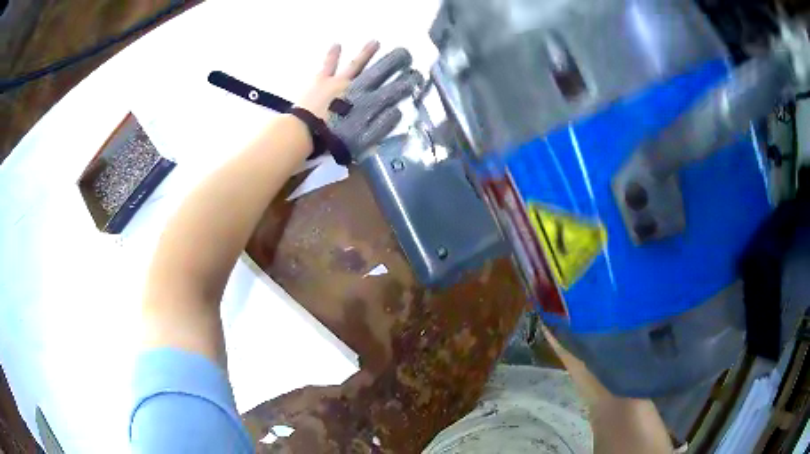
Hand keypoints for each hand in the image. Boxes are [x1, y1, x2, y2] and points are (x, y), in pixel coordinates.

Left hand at [297, 42, 423, 159]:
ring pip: (356, 64)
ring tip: (375, 41)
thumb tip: (398, 111)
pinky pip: (329, 65)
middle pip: (378, 72)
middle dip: (392, 62)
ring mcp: (338, 82)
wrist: (305, 133)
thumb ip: (382, 126)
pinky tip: (337, 44)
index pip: (392, 91)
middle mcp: (356, 88)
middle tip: (404, 52)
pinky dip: (333, 54)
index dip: (405, 83)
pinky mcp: (321, 80)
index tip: (416, 77)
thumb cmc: (335, 140)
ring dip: (366, 53)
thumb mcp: (364, 139)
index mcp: (368, 103)